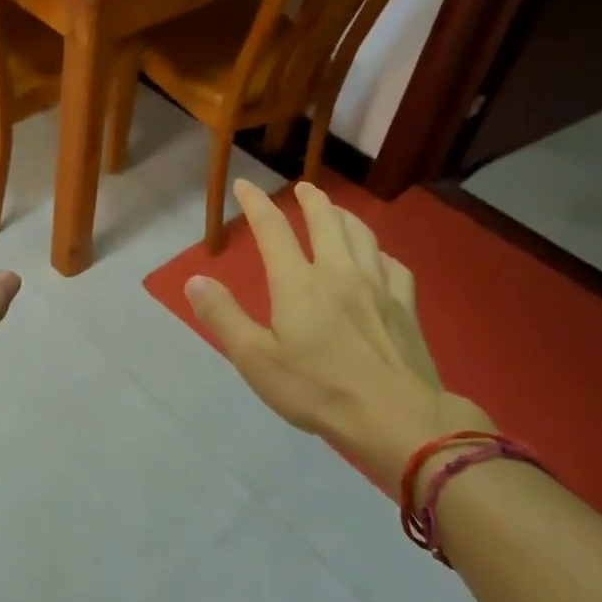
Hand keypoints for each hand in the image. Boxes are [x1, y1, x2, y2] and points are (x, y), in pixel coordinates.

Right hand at [184, 180, 489, 487]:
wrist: (395, 416)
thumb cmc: (318, 389)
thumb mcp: (256, 359)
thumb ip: (223, 317)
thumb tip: (195, 280)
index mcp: (298, 283)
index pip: (272, 230)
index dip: (256, 204)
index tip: (244, 185)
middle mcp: (339, 272)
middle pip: (326, 221)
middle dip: (311, 199)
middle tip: (302, 188)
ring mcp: (378, 286)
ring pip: (362, 235)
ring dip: (345, 216)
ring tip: (337, 211)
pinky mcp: (405, 306)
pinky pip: (394, 265)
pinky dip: (380, 252)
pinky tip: (379, 258)